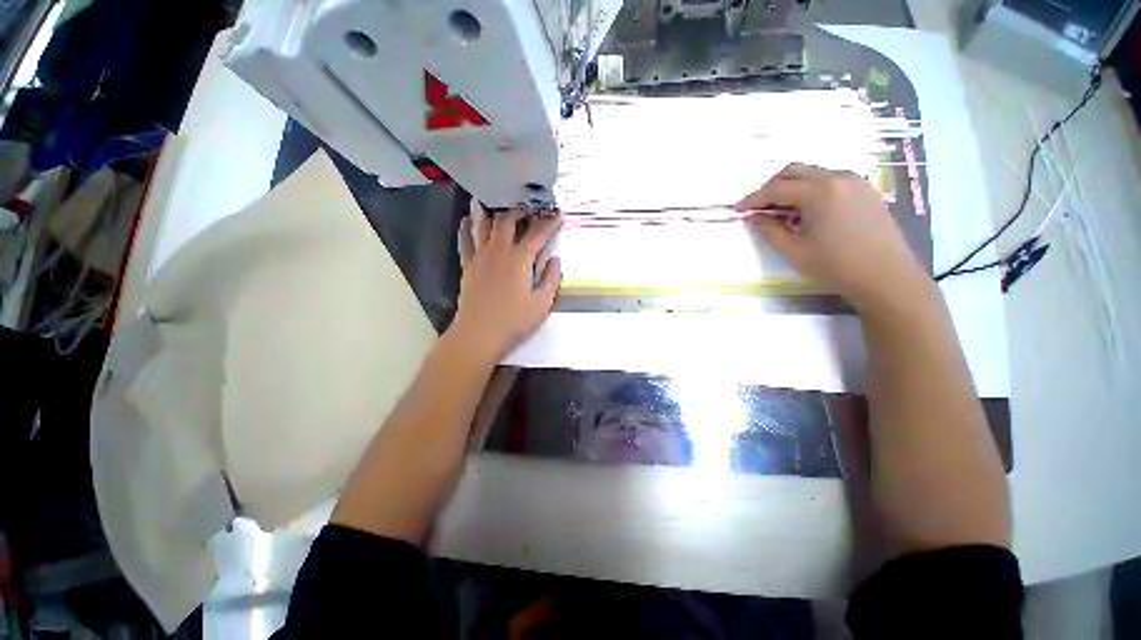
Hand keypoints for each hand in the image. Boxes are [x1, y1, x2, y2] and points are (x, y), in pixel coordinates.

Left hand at [450, 201, 561, 361]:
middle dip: (520, 209)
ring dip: (492, 211)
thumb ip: (552, 278)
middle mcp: (500, 250)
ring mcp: (481, 255)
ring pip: (484, 224)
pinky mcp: (468, 264)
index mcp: (520, 259)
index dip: (550, 222)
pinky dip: (467, 227)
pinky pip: (465, 239)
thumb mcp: (542, 303)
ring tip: (497, 202)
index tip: (558, 214)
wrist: (480, 332)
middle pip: (508, 220)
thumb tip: (555, 259)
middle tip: (528, 207)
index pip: (538, 233)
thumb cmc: (514, 320)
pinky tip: (469, 219)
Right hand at [735, 164, 932, 311]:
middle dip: (770, 187)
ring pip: (812, 175)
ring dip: (791, 188)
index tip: (737, 210)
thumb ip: (769, 231)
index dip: (753, 199)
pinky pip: (829, 181)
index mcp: (819, 192)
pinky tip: (806, 212)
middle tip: (757, 208)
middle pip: (794, 172)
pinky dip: (810, 191)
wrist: (887, 277)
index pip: (777, 188)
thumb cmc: (836, 266)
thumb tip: (753, 218)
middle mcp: (838, 178)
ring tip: (780, 212)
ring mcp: (855, 182)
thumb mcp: (794, 252)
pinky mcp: (865, 191)